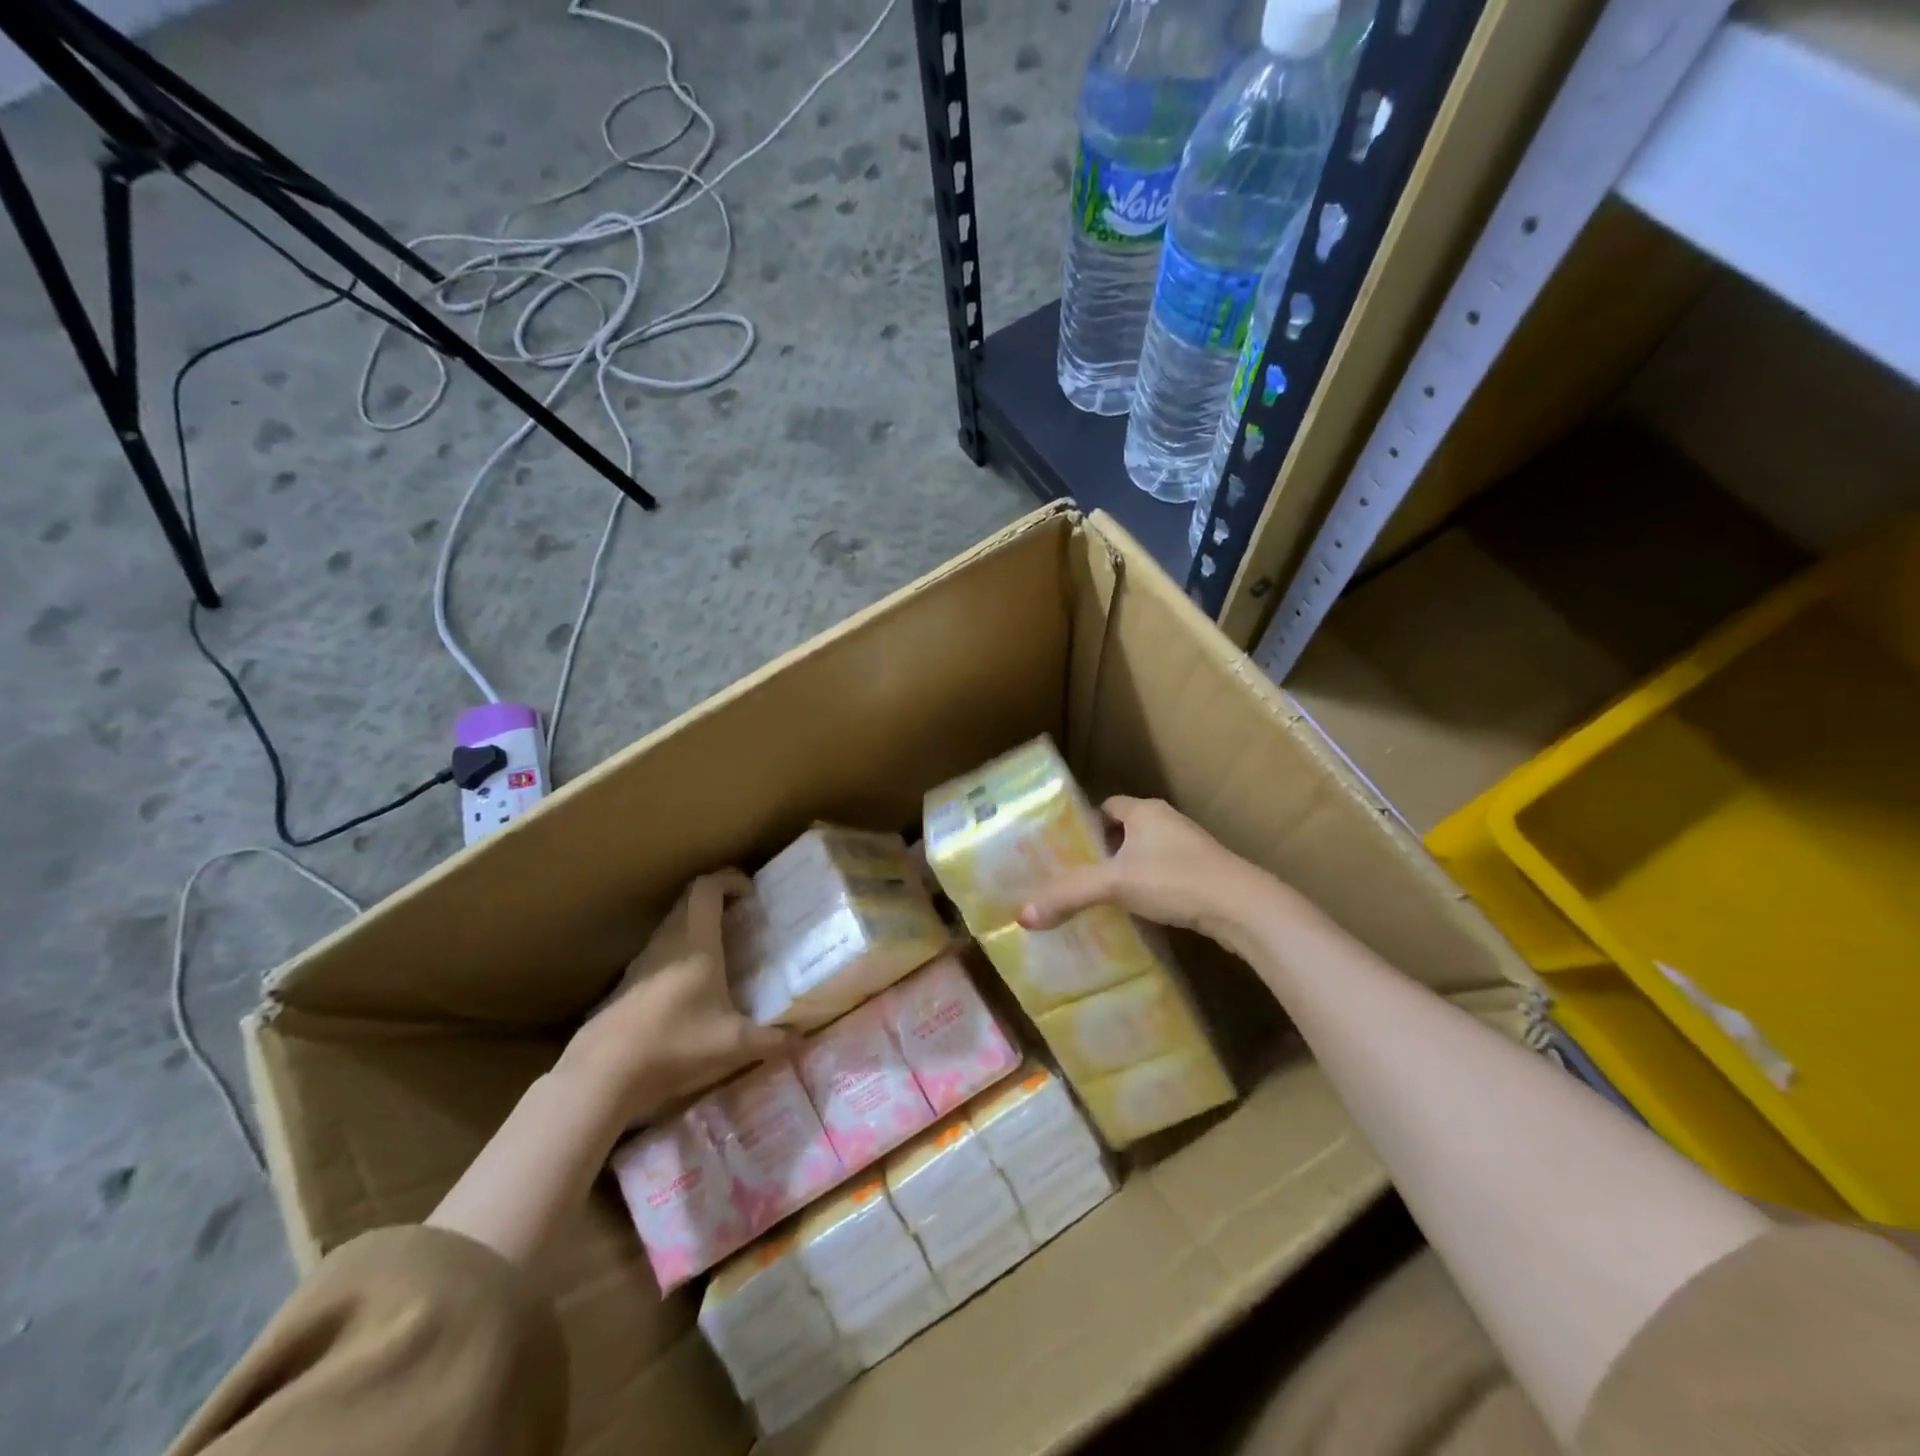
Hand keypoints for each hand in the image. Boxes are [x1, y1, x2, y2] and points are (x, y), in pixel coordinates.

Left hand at [561, 869, 792, 1126]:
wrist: (603, 1074)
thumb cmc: (675, 1044)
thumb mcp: (733, 1045)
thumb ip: (771, 1040)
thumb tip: (802, 1039)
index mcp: (696, 942)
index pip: (707, 888)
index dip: (730, 880)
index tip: (751, 893)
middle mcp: (668, 942)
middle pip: (689, 901)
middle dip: (717, 901)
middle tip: (742, 918)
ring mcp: (642, 962)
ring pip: (672, 926)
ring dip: (696, 927)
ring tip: (721, 951)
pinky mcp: (626, 985)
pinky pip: (658, 953)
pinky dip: (678, 954)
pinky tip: (689, 988)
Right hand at [1017, 796, 1267, 945]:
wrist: (1242, 908)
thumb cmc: (1175, 880)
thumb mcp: (1114, 884)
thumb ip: (1069, 895)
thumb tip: (1022, 915)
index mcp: (1145, 811)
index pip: (1106, 806)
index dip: (1084, 823)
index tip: (1064, 847)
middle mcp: (1167, 821)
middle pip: (1124, 831)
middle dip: (1101, 850)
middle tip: (1075, 874)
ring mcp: (1189, 848)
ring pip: (1145, 854)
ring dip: (1125, 870)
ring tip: (1099, 895)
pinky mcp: (1203, 874)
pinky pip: (1164, 874)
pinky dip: (1147, 887)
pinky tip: (1136, 911)